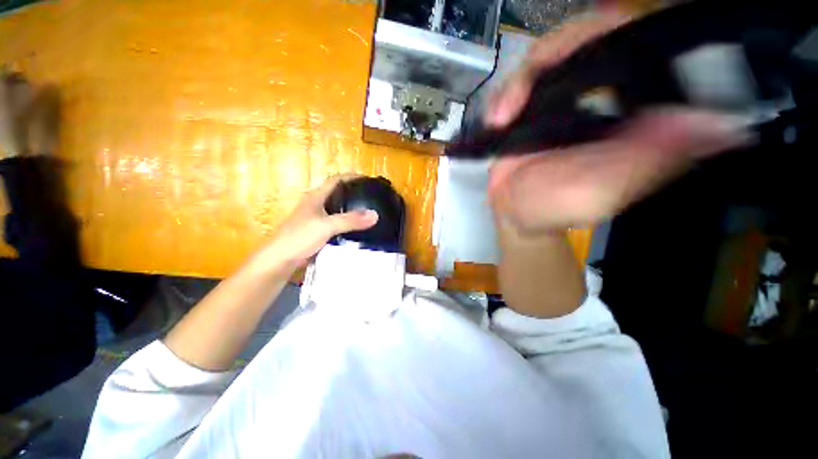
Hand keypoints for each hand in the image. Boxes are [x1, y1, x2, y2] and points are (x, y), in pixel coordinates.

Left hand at [256, 175, 377, 270]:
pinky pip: (335, 222)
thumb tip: (375, 214)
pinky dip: (346, 222)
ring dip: (350, 208)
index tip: (368, 180)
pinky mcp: (316, 231)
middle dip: (353, 192)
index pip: (336, 180)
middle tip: (371, 197)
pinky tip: (355, 228)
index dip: (351, 177)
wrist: (279, 260)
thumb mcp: (327, 226)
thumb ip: (350, 220)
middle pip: (337, 193)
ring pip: (336, 208)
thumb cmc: (300, 237)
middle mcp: (315, 204)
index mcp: (316, 197)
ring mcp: (315, 218)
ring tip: (367, 212)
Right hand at [486, 11, 750, 233]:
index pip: (644, 44)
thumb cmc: (556, 206)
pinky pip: (518, 79)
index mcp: (632, 108)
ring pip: (549, 53)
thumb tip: (718, 122)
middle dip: (558, 51)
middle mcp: (601, 92)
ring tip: (503, 116)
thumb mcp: (605, 191)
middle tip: (530, 88)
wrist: (513, 212)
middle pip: (589, 35)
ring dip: (521, 81)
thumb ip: (650, 159)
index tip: (599, 42)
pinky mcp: (529, 106)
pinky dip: (504, 94)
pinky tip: (497, 118)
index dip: (624, 30)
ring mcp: (560, 96)